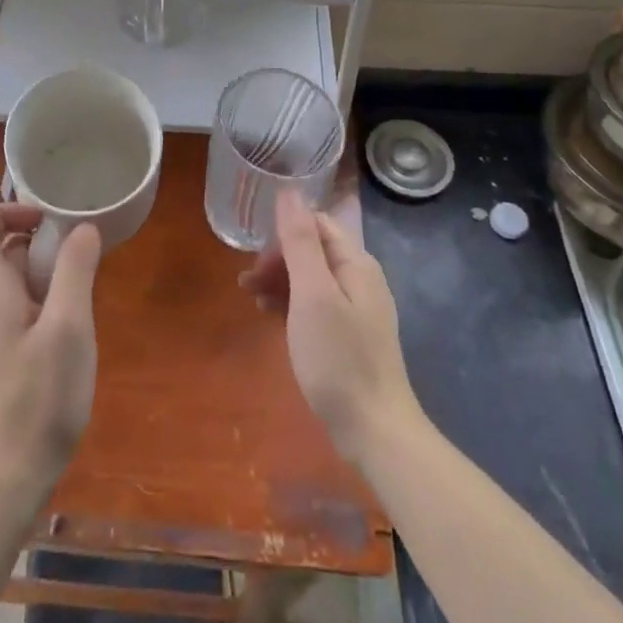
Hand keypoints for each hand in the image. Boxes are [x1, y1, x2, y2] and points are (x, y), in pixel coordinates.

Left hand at [0, 204, 101, 502]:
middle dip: (36, 237)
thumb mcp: (69, 327)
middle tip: (77, 247)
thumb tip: (82, 228)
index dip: (4, 212)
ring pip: (13, 277)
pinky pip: (21, 303)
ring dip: (46, 267)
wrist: (12, 475)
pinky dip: (46, 294)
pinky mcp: (6, 352)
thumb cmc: (40, 397)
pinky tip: (75, 317)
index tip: (46, 219)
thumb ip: (75, 271)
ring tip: (83, 279)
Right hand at [241, 193, 418, 467]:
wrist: (375, 431)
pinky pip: (315, 304)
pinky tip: (270, 317)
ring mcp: (357, 309)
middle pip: (313, 250)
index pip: (317, 224)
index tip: (256, 257)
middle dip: (278, 258)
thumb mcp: (313, 295)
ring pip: (311, 278)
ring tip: (250, 298)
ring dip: (279, 281)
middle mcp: (360, 279)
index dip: (284, 233)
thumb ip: (301, 241)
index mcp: (356, 263)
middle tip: (247, 283)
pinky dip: (290, 304)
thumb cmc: (339, 358)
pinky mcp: (349, 336)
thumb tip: (289, 191)